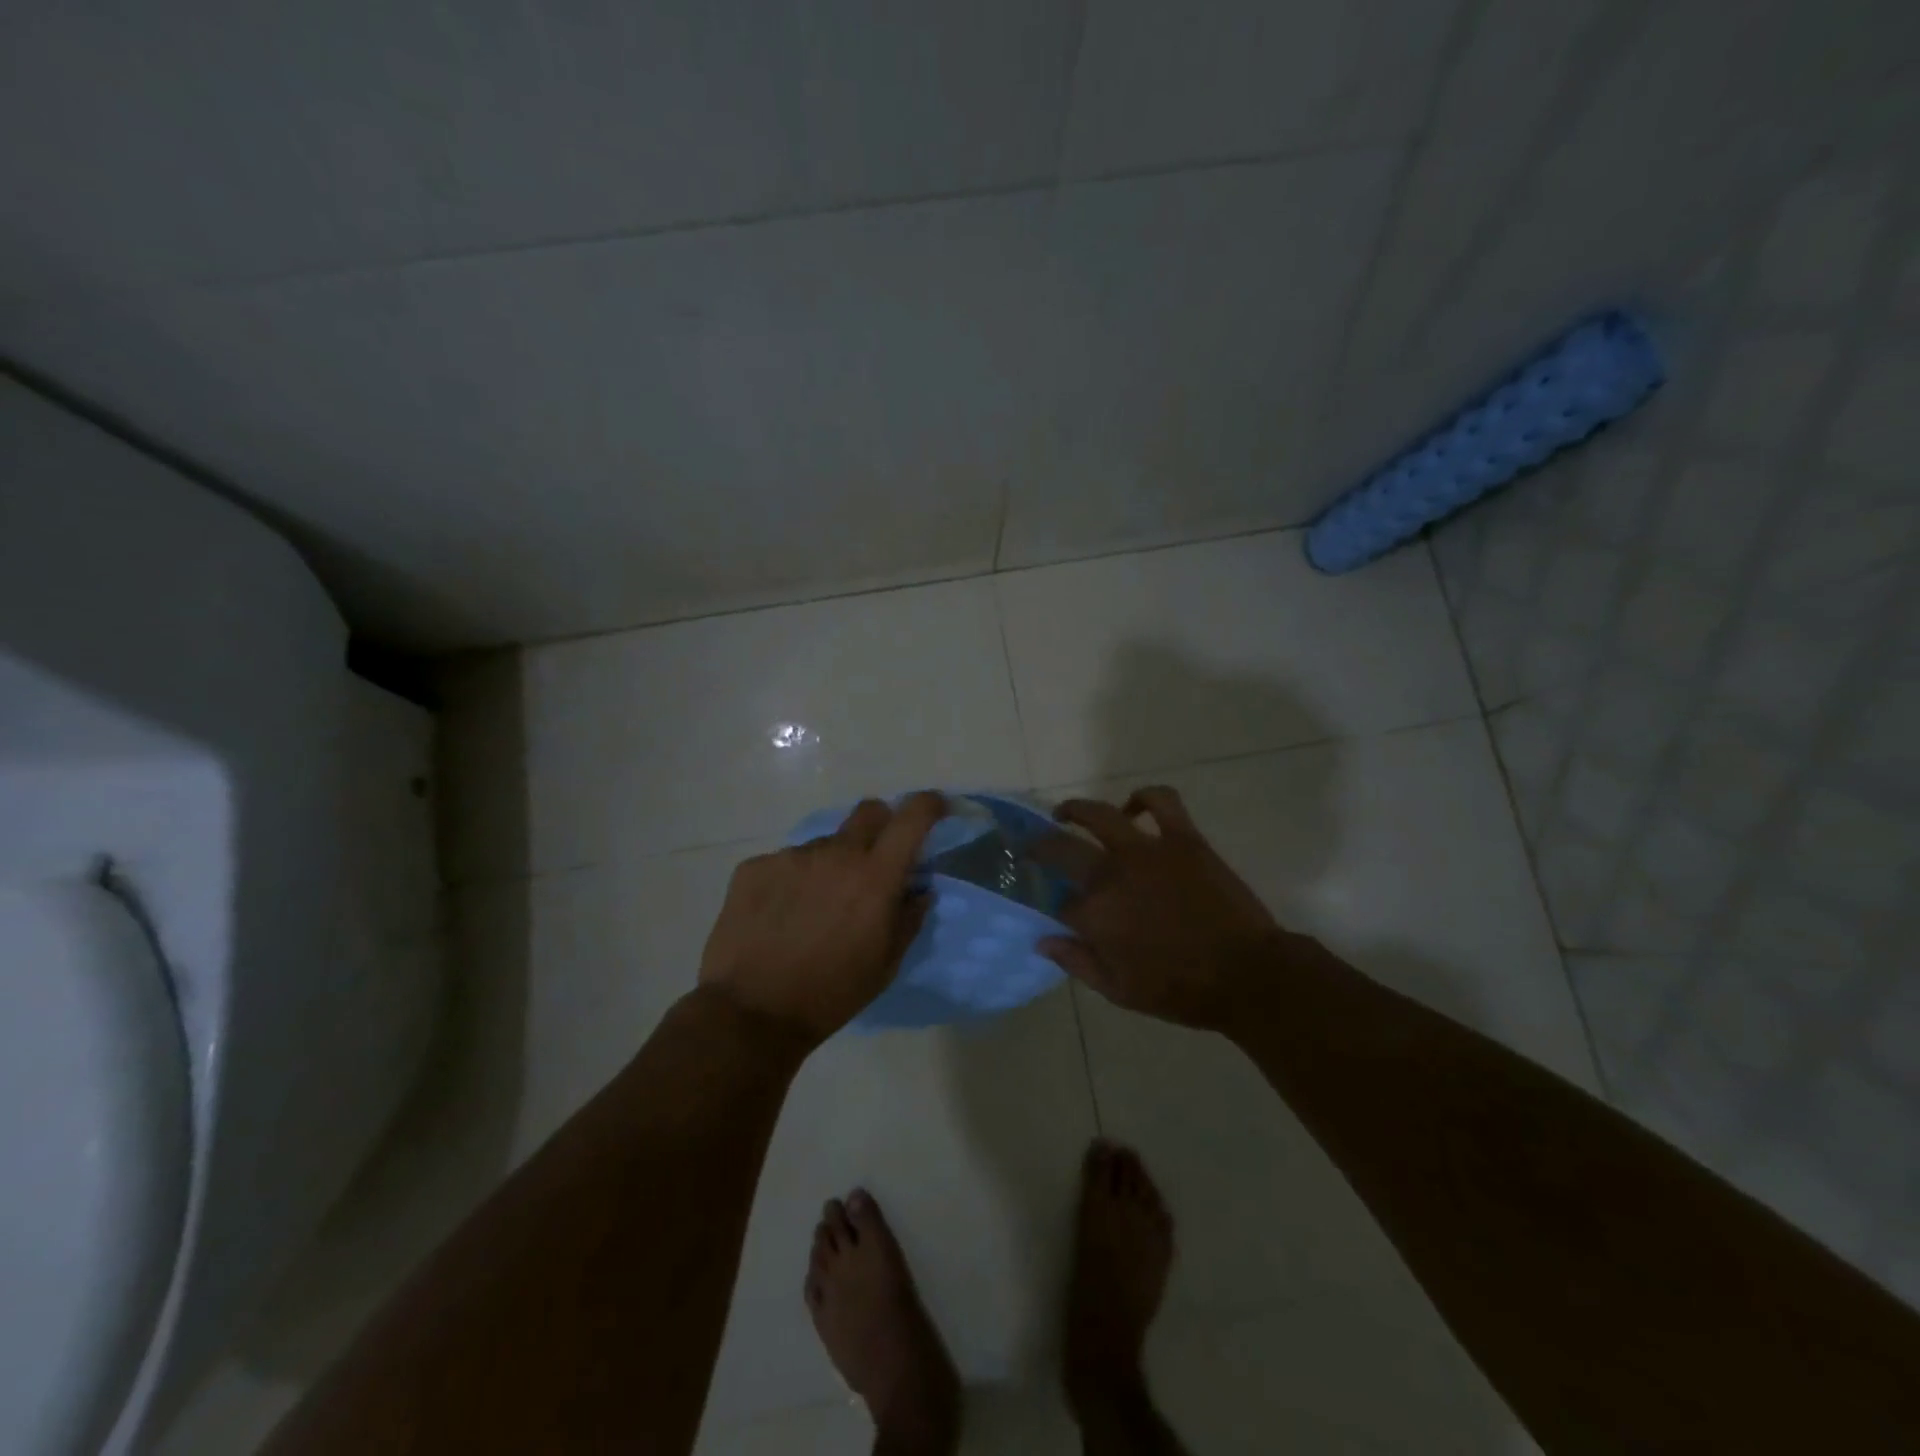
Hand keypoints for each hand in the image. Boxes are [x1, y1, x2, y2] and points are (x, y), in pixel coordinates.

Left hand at [698, 792, 944, 1044]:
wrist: (751, 1013)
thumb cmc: (831, 994)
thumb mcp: (885, 964)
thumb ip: (908, 918)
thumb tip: (919, 889)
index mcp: (875, 876)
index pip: (912, 817)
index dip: (929, 804)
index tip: (934, 808)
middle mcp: (835, 853)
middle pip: (868, 811)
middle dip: (880, 826)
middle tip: (872, 861)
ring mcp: (791, 857)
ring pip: (823, 844)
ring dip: (830, 864)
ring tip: (813, 908)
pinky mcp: (754, 867)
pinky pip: (785, 862)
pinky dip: (791, 881)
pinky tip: (779, 916)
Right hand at [1039, 787, 1289, 1030]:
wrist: (1247, 975)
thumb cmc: (1181, 990)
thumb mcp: (1120, 992)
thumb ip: (1077, 963)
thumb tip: (1042, 939)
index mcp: (1095, 915)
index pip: (1060, 903)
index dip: (1056, 908)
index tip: (1058, 911)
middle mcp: (1112, 874)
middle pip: (1062, 849)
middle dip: (1041, 848)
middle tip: (1034, 848)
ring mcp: (1147, 850)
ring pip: (1100, 814)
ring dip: (1075, 810)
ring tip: (1066, 813)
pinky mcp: (1183, 838)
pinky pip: (1161, 801)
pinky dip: (1144, 797)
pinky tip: (1133, 806)